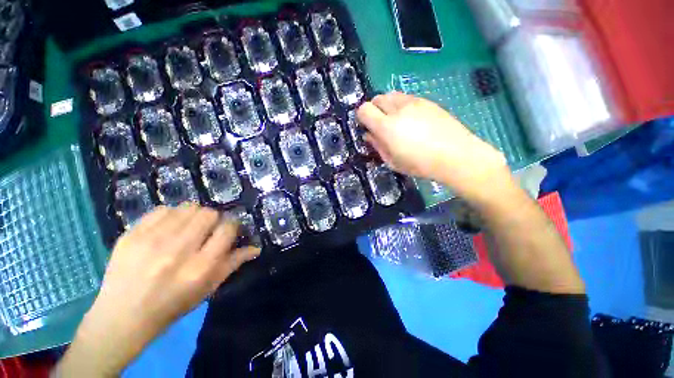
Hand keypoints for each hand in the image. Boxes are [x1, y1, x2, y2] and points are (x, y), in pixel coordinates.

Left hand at [56, 205, 259, 376]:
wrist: (122, 316)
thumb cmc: (173, 305)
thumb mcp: (208, 288)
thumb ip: (233, 263)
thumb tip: (256, 248)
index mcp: (201, 267)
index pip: (227, 229)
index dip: (232, 225)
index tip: (228, 229)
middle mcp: (179, 250)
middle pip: (208, 214)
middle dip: (213, 219)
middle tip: (206, 230)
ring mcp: (152, 241)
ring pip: (187, 208)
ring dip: (193, 215)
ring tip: (187, 228)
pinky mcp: (131, 235)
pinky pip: (162, 210)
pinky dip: (171, 215)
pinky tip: (167, 228)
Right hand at [357, 92, 507, 199]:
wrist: (455, 155)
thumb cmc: (420, 164)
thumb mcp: (392, 161)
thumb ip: (377, 145)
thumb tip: (368, 135)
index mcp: (386, 126)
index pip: (364, 109)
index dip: (362, 117)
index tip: (366, 127)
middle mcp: (397, 109)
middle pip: (376, 98)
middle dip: (374, 110)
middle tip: (380, 124)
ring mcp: (413, 102)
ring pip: (391, 95)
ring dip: (387, 105)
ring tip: (395, 120)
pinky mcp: (426, 101)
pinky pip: (406, 97)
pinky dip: (401, 105)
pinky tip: (411, 118)